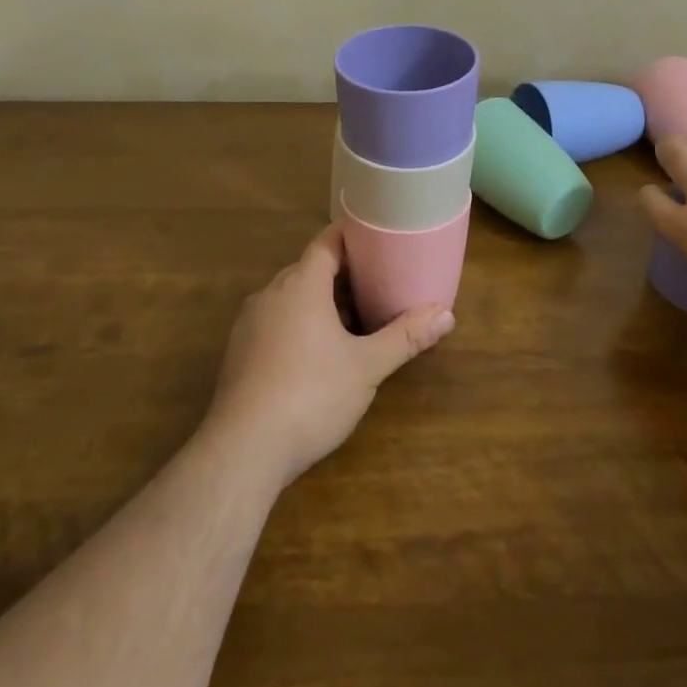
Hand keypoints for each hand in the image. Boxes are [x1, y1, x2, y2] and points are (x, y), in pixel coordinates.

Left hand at [204, 225, 454, 489]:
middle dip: (342, 274)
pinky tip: (318, 354)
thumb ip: (405, 337)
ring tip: (355, 319)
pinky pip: (275, 322)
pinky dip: (299, 325)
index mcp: (301, 285)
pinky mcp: (239, 353)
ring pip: (291, 298)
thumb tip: (447, 314)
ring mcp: (250, 324)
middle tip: (378, 282)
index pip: (327, 242)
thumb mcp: (367, 367)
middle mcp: (271, 294)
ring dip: (320, 302)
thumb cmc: (311, 395)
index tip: (378, 238)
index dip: (352, 236)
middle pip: (309, 269)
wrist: (243, 450)